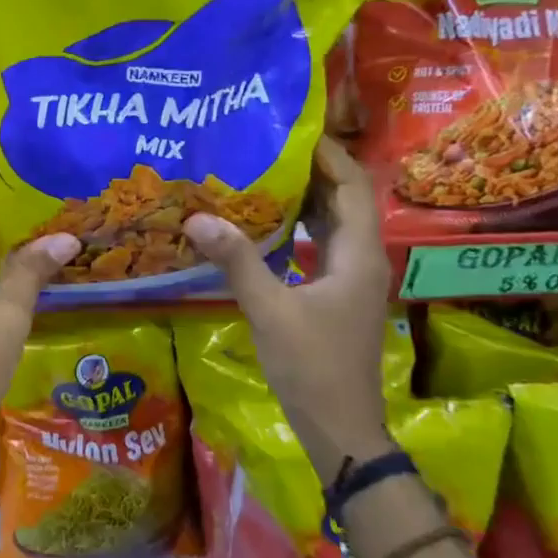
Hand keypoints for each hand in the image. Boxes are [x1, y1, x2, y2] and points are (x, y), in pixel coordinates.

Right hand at [184, 136, 393, 476]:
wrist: (339, 428)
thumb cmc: (312, 366)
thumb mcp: (270, 310)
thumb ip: (237, 262)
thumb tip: (196, 218)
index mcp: (358, 255)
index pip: (352, 186)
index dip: (328, 154)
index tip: (292, 130)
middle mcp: (361, 260)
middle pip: (344, 200)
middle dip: (312, 170)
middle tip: (267, 147)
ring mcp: (350, 280)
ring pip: (332, 224)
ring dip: (305, 198)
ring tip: (262, 174)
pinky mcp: (335, 296)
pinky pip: (319, 247)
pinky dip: (298, 228)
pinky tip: (264, 224)